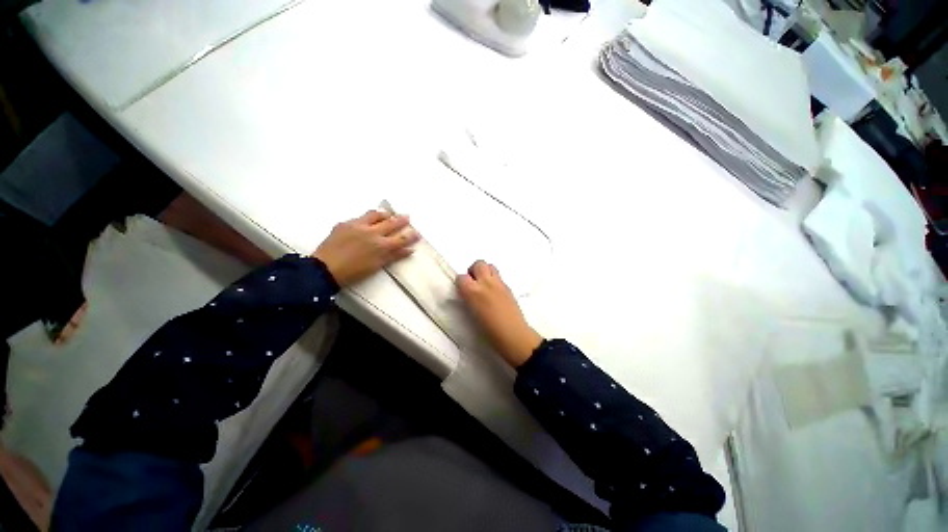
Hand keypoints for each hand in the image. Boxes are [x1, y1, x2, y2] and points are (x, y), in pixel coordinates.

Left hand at [314, 210, 419, 286]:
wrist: (325, 269)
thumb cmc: (354, 272)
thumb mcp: (377, 266)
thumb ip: (394, 256)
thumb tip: (409, 250)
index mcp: (381, 245)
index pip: (402, 238)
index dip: (411, 235)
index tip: (417, 233)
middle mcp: (372, 232)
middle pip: (391, 223)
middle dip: (401, 220)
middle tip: (407, 217)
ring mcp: (358, 226)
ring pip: (375, 214)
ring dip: (384, 214)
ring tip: (388, 213)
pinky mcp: (345, 224)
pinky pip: (359, 217)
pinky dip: (367, 217)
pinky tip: (367, 219)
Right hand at [456, 260, 542, 367]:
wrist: (513, 335)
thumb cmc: (488, 331)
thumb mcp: (472, 314)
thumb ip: (469, 299)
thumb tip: (467, 293)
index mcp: (473, 291)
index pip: (461, 277)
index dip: (461, 283)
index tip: (462, 290)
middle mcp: (485, 283)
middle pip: (478, 264)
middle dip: (474, 270)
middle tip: (474, 283)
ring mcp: (499, 283)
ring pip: (490, 266)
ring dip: (485, 272)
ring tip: (484, 285)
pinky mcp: (508, 287)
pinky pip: (499, 277)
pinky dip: (494, 280)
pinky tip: (495, 293)